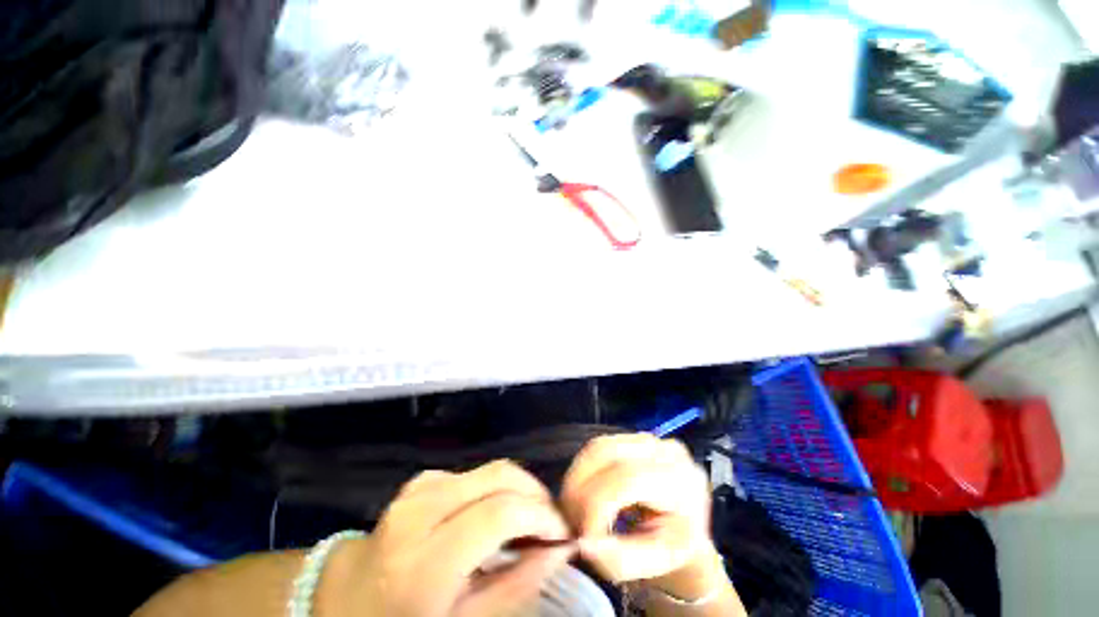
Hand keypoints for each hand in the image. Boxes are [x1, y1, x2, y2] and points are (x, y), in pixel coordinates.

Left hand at [328, 461, 574, 616]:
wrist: (346, 602)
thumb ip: (518, 585)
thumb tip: (561, 548)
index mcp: (423, 561)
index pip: (499, 513)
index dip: (541, 515)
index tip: (562, 533)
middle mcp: (420, 510)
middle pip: (498, 476)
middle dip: (535, 494)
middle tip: (550, 524)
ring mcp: (418, 488)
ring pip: (490, 469)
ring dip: (517, 490)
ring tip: (527, 520)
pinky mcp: (421, 480)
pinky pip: (472, 473)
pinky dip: (494, 487)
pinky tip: (492, 513)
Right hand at [561, 434, 715, 584]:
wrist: (689, 530)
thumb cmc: (675, 549)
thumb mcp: (655, 564)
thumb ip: (619, 559)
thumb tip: (583, 543)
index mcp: (679, 479)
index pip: (628, 479)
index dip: (597, 505)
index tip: (581, 536)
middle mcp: (663, 449)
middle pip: (606, 453)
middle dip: (579, 486)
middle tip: (568, 518)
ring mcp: (648, 439)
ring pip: (597, 446)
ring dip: (577, 476)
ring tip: (572, 506)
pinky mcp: (632, 437)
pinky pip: (598, 447)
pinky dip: (583, 470)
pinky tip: (582, 491)